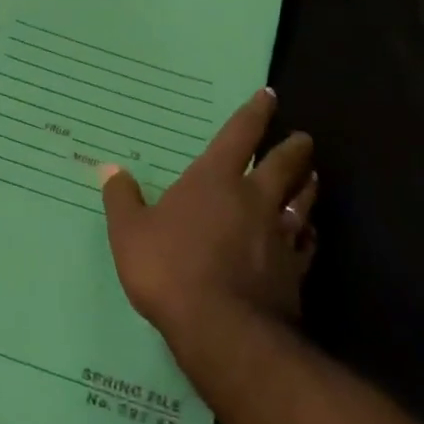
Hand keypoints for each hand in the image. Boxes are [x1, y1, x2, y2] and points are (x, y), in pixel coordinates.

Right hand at [100, 88, 317, 350]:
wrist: (221, 328)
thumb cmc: (169, 269)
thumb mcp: (129, 233)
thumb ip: (122, 199)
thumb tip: (111, 170)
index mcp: (215, 180)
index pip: (240, 135)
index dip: (255, 113)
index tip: (270, 96)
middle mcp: (254, 199)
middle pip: (284, 164)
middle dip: (294, 149)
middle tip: (302, 140)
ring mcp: (279, 234)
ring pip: (303, 200)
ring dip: (307, 186)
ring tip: (312, 177)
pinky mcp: (294, 269)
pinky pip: (307, 242)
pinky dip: (308, 233)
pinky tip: (308, 234)